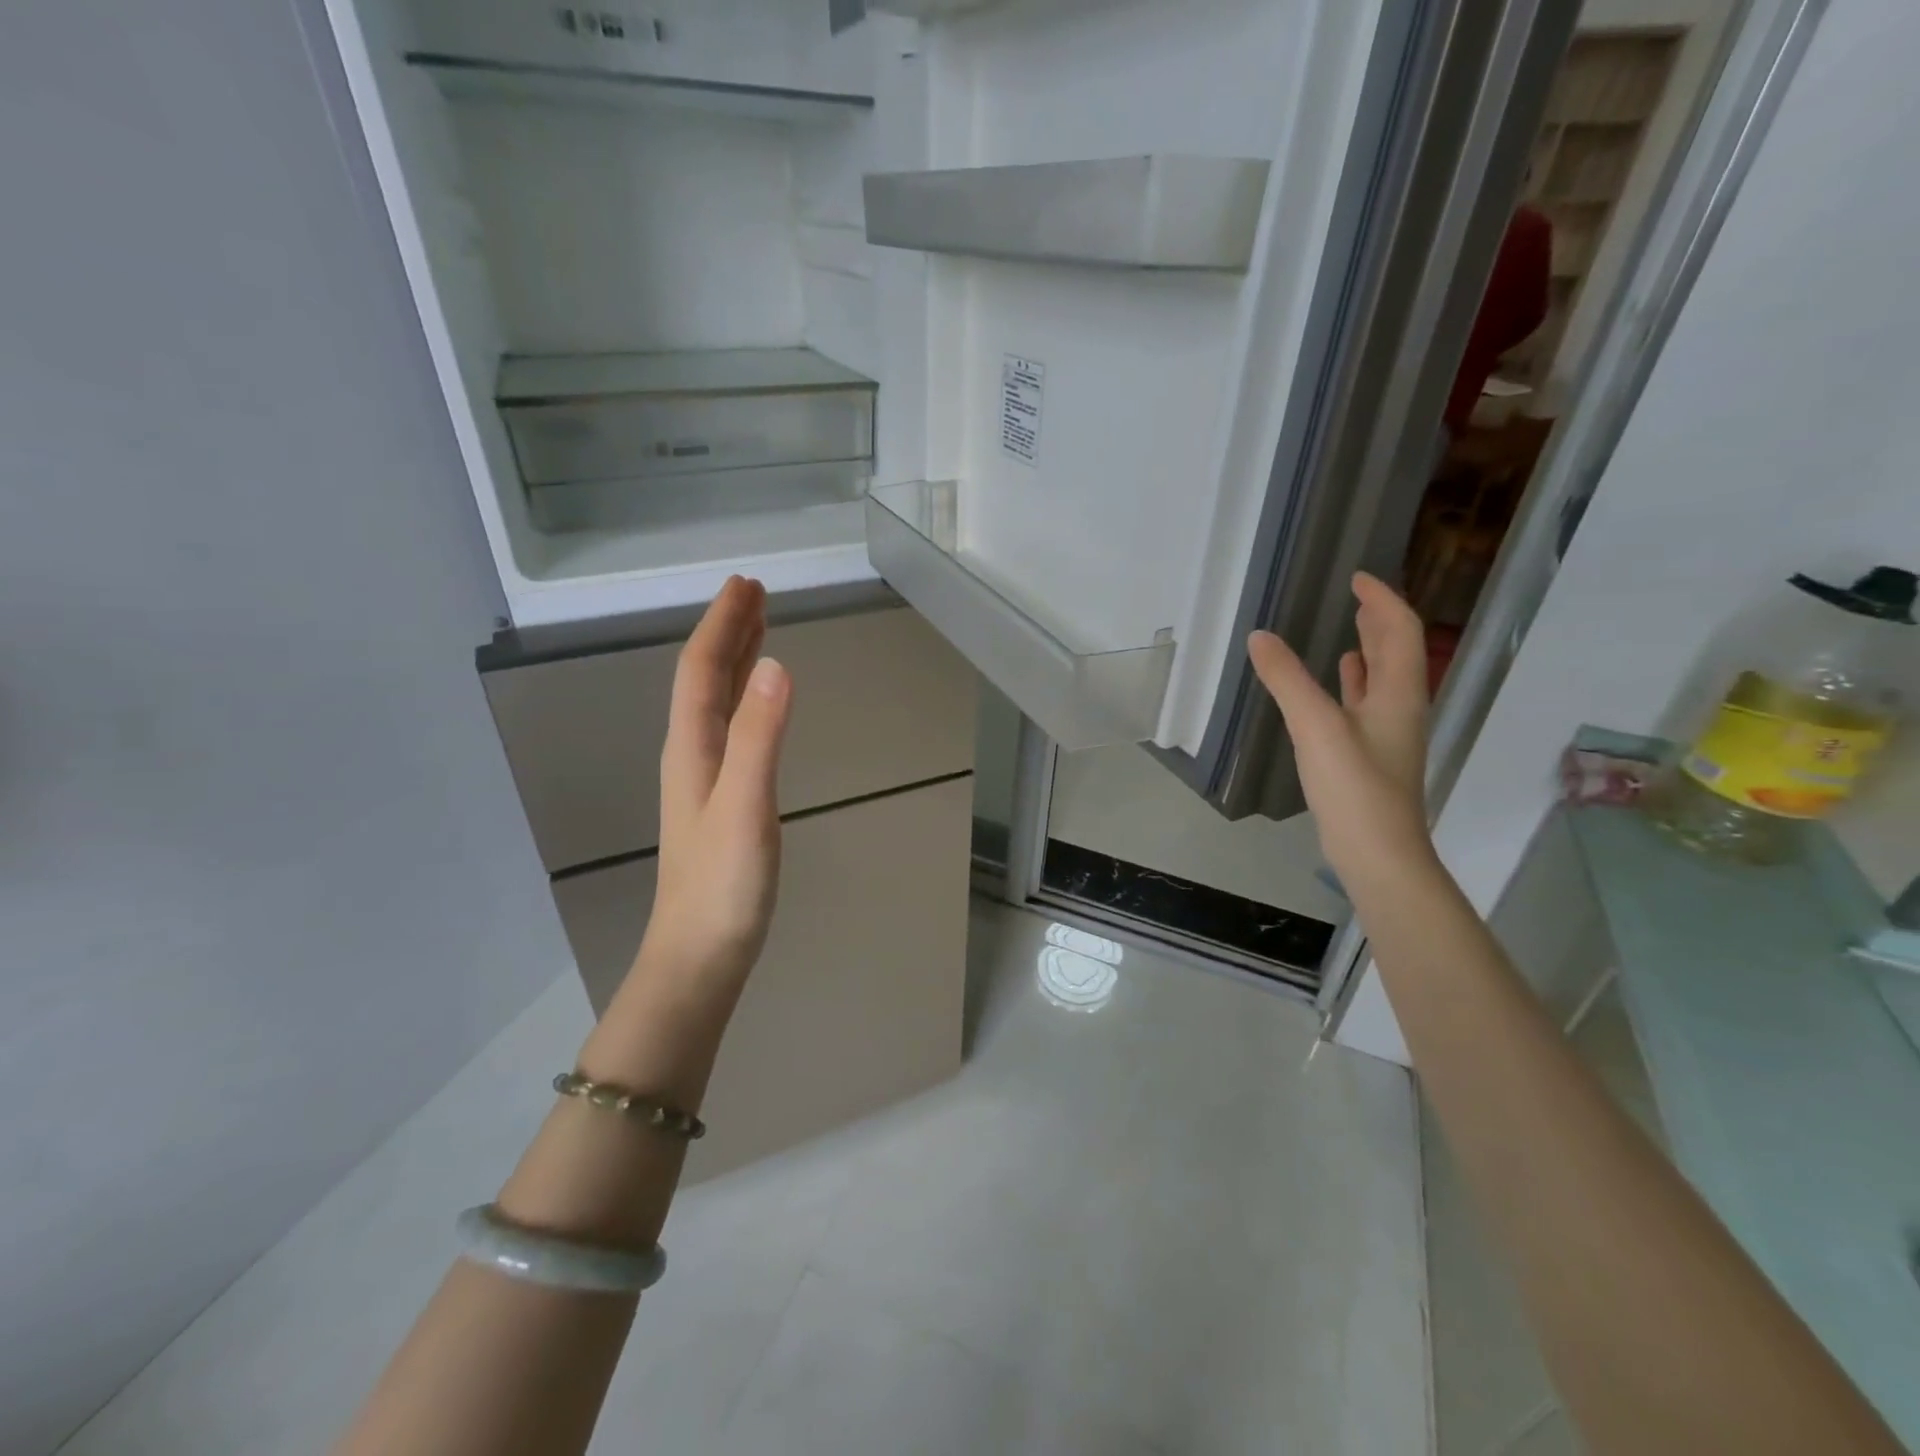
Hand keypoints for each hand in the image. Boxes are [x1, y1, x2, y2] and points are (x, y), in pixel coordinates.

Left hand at [635, 577, 792, 991]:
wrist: (700, 957)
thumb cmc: (723, 886)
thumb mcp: (745, 806)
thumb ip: (758, 737)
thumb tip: (775, 665)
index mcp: (692, 748)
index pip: (701, 670)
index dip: (722, 624)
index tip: (746, 583)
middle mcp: (692, 755)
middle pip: (704, 680)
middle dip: (727, 632)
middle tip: (754, 593)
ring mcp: (704, 780)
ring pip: (715, 704)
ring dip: (734, 662)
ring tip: (757, 632)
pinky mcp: (721, 802)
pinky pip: (730, 730)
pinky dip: (743, 700)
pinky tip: (756, 706)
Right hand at [1247, 572, 1433, 883]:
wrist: (1377, 853)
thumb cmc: (1354, 786)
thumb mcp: (1315, 725)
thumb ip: (1286, 679)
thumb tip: (1260, 637)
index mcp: (1398, 693)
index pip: (1399, 631)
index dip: (1382, 600)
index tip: (1357, 577)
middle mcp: (1399, 708)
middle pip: (1397, 653)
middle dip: (1379, 621)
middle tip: (1355, 597)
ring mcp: (1386, 735)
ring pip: (1382, 681)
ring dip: (1368, 652)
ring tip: (1348, 632)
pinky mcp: (1369, 757)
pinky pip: (1364, 707)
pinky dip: (1352, 687)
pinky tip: (1336, 687)